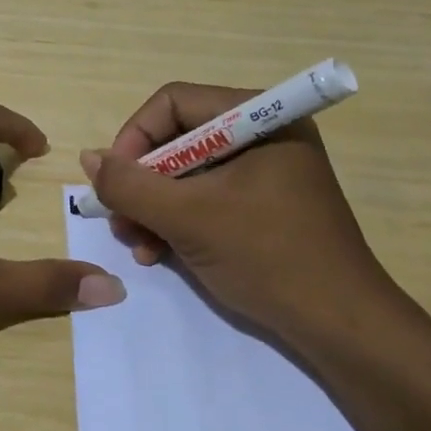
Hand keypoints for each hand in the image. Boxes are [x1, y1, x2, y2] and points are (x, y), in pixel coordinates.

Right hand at [80, 83, 397, 344]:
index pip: (173, 103)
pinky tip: (159, 254)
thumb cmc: (268, 256)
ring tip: (138, 246)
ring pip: (185, 174)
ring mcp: (264, 171)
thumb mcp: (188, 217)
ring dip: (153, 208)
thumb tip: (89, 158)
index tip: (113, 182)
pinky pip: (205, 198)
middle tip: (121, 222)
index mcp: (259, 118)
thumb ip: (130, 185)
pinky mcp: (263, 205)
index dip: (134, 138)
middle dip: (142, 184)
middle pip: (176, 139)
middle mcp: (262, 134)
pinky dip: (177, 222)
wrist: (341, 327)